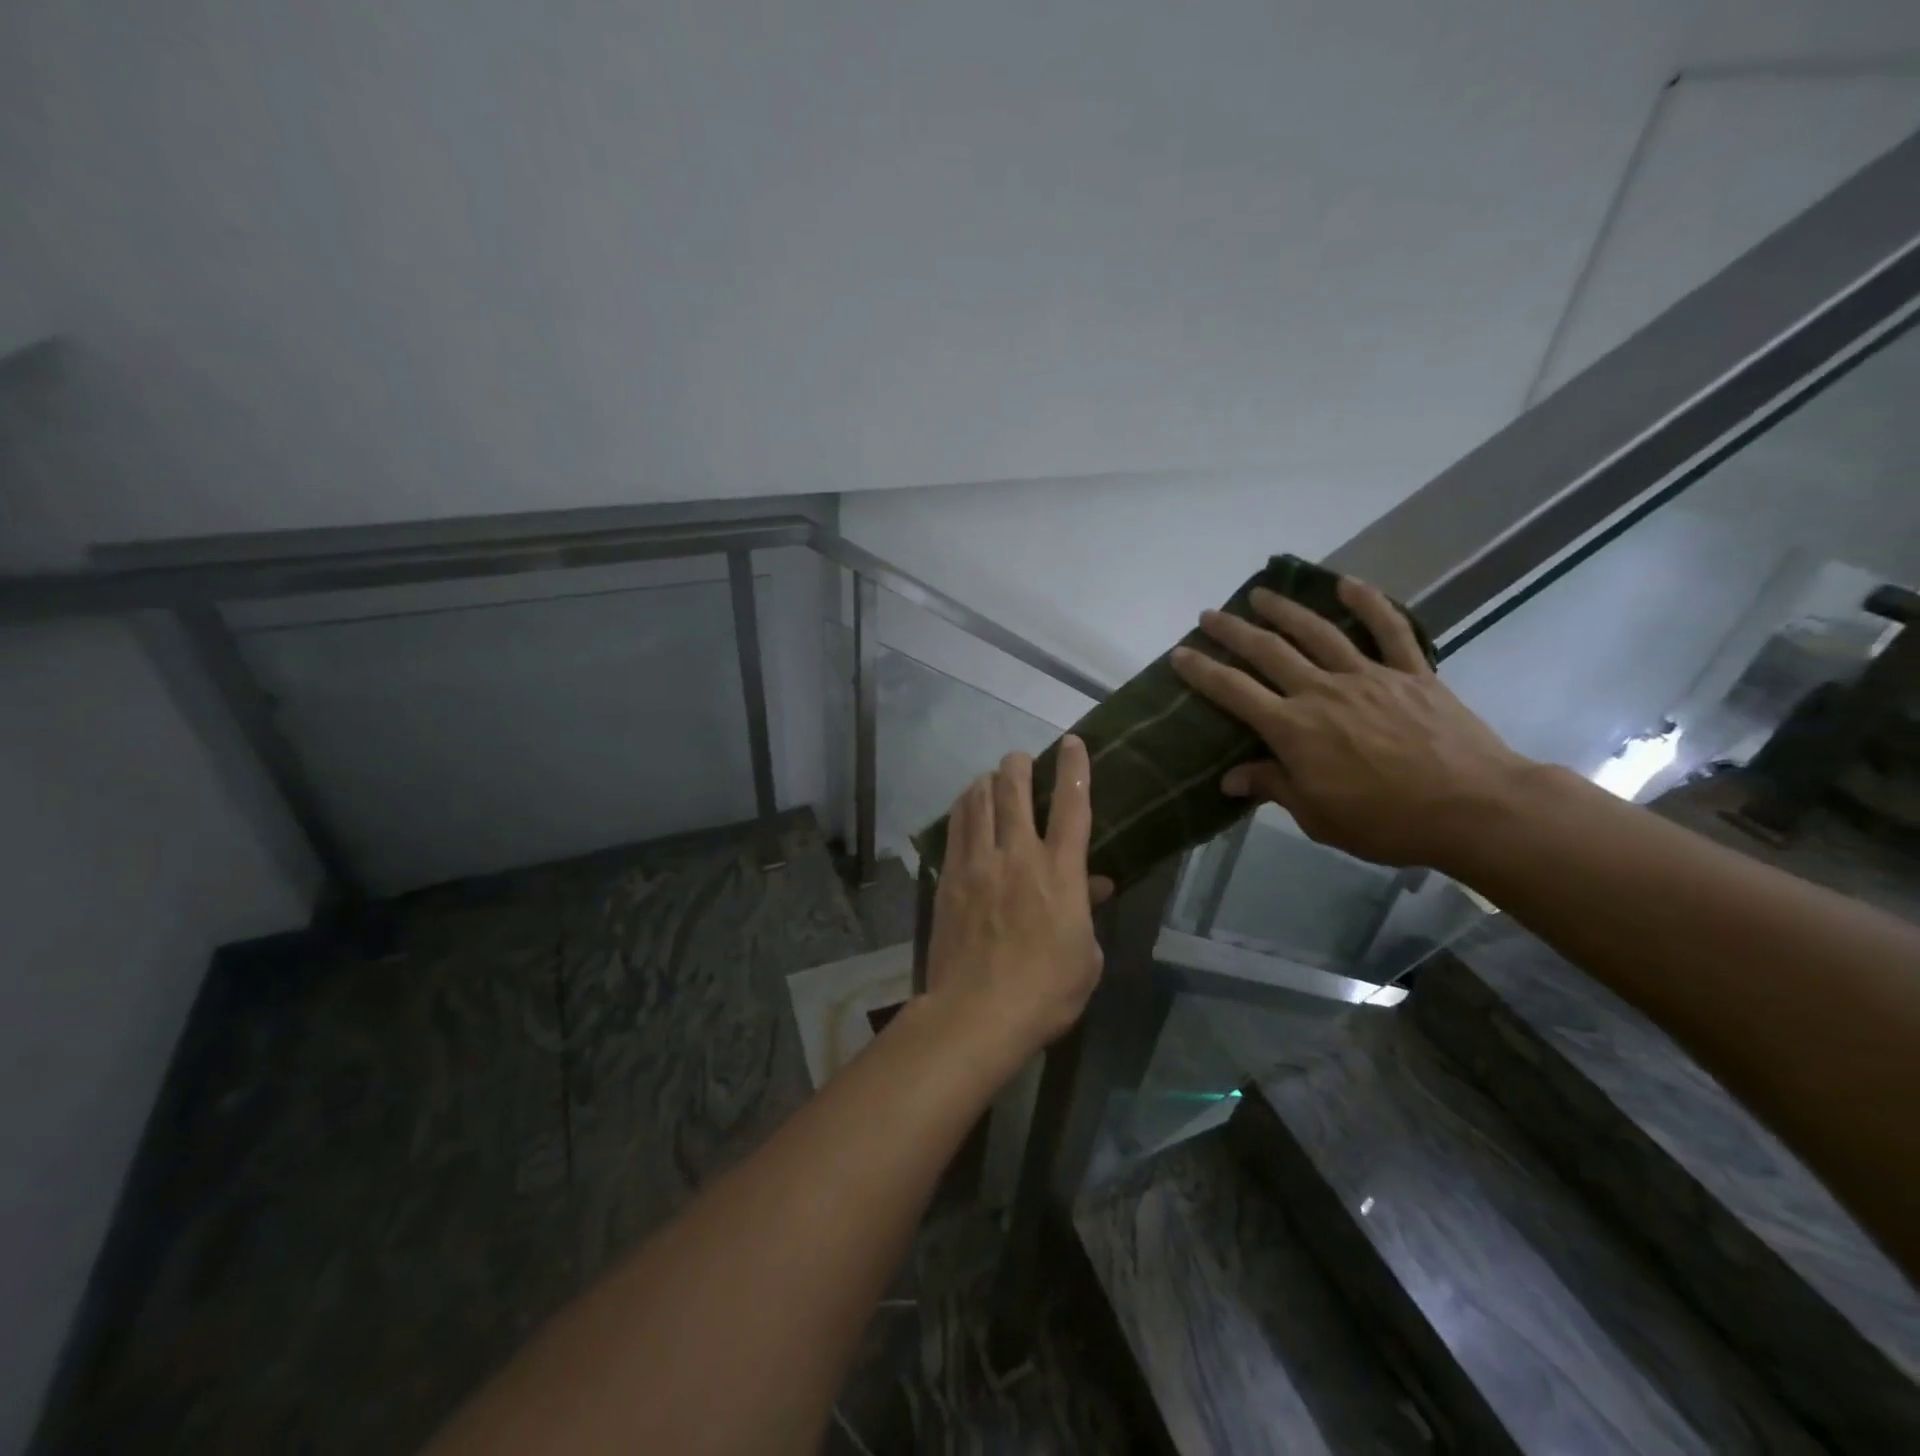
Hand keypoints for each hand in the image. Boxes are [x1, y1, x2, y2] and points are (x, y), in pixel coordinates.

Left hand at [924, 736, 1114, 1059]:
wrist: (977, 1012)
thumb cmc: (1045, 992)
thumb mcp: (1086, 958)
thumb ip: (1088, 913)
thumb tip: (1095, 885)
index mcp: (1060, 872)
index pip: (1072, 806)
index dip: (1074, 768)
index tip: (1072, 743)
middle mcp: (1018, 855)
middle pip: (1014, 791)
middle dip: (1019, 765)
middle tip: (1021, 759)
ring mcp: (978, 864)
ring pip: (978, 802)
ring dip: (987, 782)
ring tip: (991, 778)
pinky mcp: (950, 879)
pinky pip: (955, 829)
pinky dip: (963, 809)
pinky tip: (965, 807)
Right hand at [1170, 577, 1534, 869]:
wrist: (1475, 808)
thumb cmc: (1386, 821)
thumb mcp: (1317, 816)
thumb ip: (1272, 787)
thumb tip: (1229, 777)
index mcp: (1293, 728)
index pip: (1234, 691)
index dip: (1202, 671)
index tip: (1180, 654)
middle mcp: (1322, 692)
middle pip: (1268, 651)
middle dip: (1233, 631)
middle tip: (1209, 615)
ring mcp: (1368, 676)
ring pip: (1318, 632)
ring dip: (1285, 610)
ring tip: (1260, 594)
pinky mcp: (1411, 674)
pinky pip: (1389, 630)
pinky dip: (1369, 603)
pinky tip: (1349, 583)